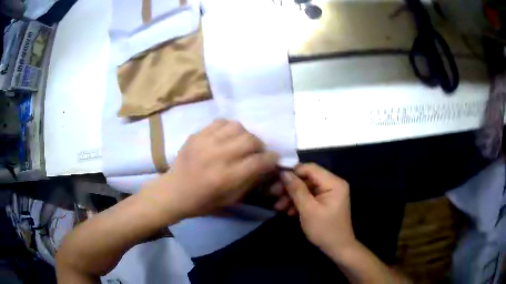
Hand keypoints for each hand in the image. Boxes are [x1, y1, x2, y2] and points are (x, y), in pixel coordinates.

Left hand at [142, 119, 278, 220]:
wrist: (175, 191)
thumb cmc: (203, 201)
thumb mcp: (230, 199)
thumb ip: (250, 181)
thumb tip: (265, 166)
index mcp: (227, 177)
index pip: (259, 161)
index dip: (271, 159)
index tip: (273, 159)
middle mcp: (218, 156)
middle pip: (250, 140)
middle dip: (260, 146)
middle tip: (257, 152)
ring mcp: (206, 142)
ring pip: (237, 127)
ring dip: (245, 135)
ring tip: (241, 143)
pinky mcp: (197, 135)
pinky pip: (220, 122)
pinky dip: (229, 128)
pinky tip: (227, 137)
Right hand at [280, 163, 355, 256]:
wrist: (337, 248)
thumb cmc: (324, 229)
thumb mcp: (308, 210)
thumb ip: (296, 189)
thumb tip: (284, 172)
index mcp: (334, 183)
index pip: (311, 168)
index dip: (293, 171)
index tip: (275, 177)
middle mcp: (333, 184)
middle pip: (308, 178)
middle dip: (290, 187)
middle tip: (273, 193)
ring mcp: (330, 193)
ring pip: (307, 188)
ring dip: (292, 196)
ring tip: (278, 206)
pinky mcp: (325, 201)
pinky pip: (310, 196)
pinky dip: (299, 202)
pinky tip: (288, 211)